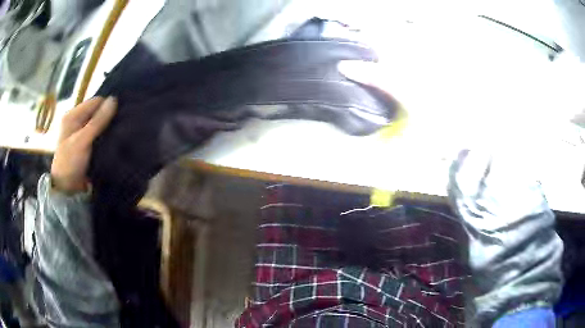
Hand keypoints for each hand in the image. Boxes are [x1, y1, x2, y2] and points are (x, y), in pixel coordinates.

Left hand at [51, 97, 116, 192]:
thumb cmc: (70, 163)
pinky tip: (113, 141)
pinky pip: (99, 135)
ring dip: (108, 128)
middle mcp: (77, 121)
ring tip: (120, 133)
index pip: (96, 102)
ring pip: (100, 124)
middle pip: (98, 112)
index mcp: (73, 115)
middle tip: (121, 126)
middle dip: (109, 118)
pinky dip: (106, 137)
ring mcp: (82, 133)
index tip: (119, 116)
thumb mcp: (82, 141)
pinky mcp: (87, 144)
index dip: (107, 107)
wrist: (67, 190)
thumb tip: (114, 99)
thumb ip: (97, 121)